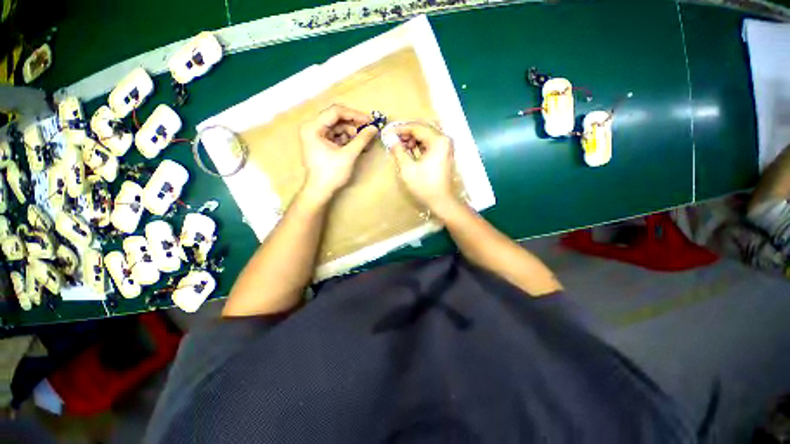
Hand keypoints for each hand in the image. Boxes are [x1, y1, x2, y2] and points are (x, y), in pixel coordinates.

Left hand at [300, 104, 377, 200]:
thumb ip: (362, 139)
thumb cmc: (331, 173)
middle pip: (336, 119)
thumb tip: (374, 128)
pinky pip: (336, 136)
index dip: (354, 115)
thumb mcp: (348, 155)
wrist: (320, 191)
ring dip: (352, 133)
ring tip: (364, 141)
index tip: (370, 120)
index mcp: (313, 127)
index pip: (336, 112)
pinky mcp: (321, 144)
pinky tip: (357, 145)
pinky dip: (347, 139)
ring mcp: (316, 136)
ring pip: (338, 128)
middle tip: (369, 129)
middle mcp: (312, 128)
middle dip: (354, 124)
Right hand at [389, 122, 455, 210]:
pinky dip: (418, 145)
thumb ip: (398, 150)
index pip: (416, 127)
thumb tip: (389, 137)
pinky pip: (428, 143)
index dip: (400, 129)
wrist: (441, 201)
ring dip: (411, 139)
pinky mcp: (444, 153)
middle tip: (392, 140)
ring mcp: (445, 146)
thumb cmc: (425, 186)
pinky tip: (408, 151)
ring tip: (399, 147)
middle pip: (422, 129)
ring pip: (425, 136)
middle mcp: (444, 139)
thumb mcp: (408, 168)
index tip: (387, 133)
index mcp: (438, 140)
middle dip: (405, 133)